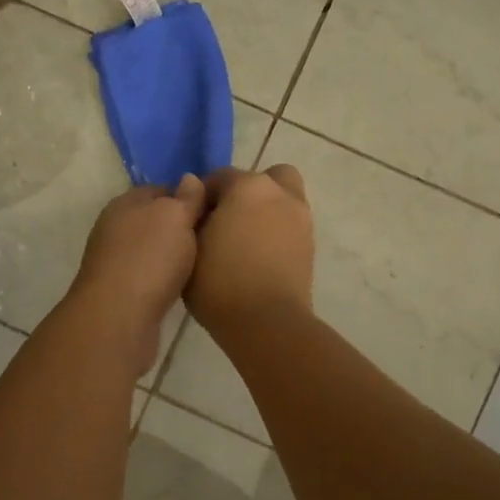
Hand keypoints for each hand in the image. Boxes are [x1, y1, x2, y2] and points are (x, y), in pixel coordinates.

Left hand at [68, 176, 208, 372]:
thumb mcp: (175, 216)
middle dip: (182, 228)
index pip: (161, 189)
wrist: (118, 317)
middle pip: (156, 220)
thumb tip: (190, 178)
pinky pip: (150, 276)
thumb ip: (186, 197)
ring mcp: (115, 261)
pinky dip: (166, 279)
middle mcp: (115, 228)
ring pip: (153, 250)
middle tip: (215, 237)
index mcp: (125, 203)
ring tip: (206, 262)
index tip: (215, 209)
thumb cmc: (149, 257)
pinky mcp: (120, 292)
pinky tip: (185, 286)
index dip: (189, 196)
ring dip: (175, 256)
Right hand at [187, 165, 314, 337]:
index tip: (193, 218)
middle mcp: (279, 193)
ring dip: (264, 210)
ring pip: (282, 200)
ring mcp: (301, 218)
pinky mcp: (310, 245)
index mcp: (248, 187)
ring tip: (243, 240)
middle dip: (246, 191)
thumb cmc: (220, 282)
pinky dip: (276, 231)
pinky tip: (258, 256)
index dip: (203, 196)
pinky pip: (290, 225)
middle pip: (264, 178)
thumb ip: (192, 217)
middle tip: (227, 219)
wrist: (267, 323)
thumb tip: (198, 206)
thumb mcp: (189, 247)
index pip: (220, 177)